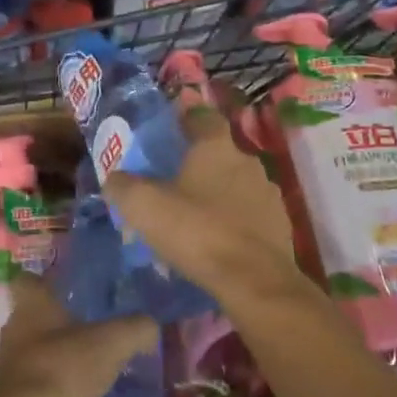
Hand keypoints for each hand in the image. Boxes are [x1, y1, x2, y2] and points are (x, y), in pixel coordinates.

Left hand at [0, 274, 156, 396]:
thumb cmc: (62, 368)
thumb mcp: (111, 343)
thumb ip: (136, 329)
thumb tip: (151, 325)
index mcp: (33, 302)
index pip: (32, 279)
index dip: (49, 281)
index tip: (72, 289)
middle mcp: (15, 326)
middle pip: (36, 315)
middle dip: (60, 322)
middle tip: (92, 329)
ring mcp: (9, 363)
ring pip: (36, 349)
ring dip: (58, 356)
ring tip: (90, 366)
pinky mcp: (9, 396)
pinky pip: (36, 382)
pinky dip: (54, 386)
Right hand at [105, 101, 304, 309]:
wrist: (252, 281)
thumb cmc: (195, 230)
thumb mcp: (143, 206)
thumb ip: (124, 186)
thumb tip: (115, 180)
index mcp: (216, 146)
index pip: (203, 116)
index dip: (187, 116)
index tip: (171, 124)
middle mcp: (248, 161)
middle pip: (219, 153)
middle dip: (198, 163)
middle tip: (173, 179)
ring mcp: (269, 194)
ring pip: (236, 185)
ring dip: (218, 194)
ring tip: (194, 215)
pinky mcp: (280, 227)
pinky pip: (250, 215)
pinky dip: (234, 222)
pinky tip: (216, 240)